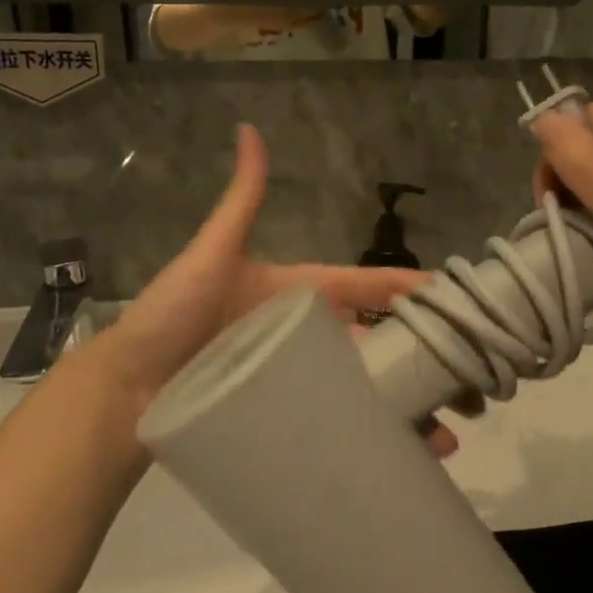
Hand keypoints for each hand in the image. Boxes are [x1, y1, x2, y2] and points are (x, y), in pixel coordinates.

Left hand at [88, 124, 461, 455]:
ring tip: (448, 439)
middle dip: (424, 359)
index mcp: (299, 296)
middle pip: (379, 344)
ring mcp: (299, 381)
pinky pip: (341, 429)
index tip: (452, 297)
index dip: (408, 287)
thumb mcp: (213, 253)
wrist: (125, 391)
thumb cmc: (174, 315)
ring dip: (411, 413)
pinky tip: (406, 464)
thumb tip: (250, 129)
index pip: (367, 285)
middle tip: (467, 383)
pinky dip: (375, 444)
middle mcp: (306, 337)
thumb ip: (241, 197)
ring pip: (368, 393)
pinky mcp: (289, 420)